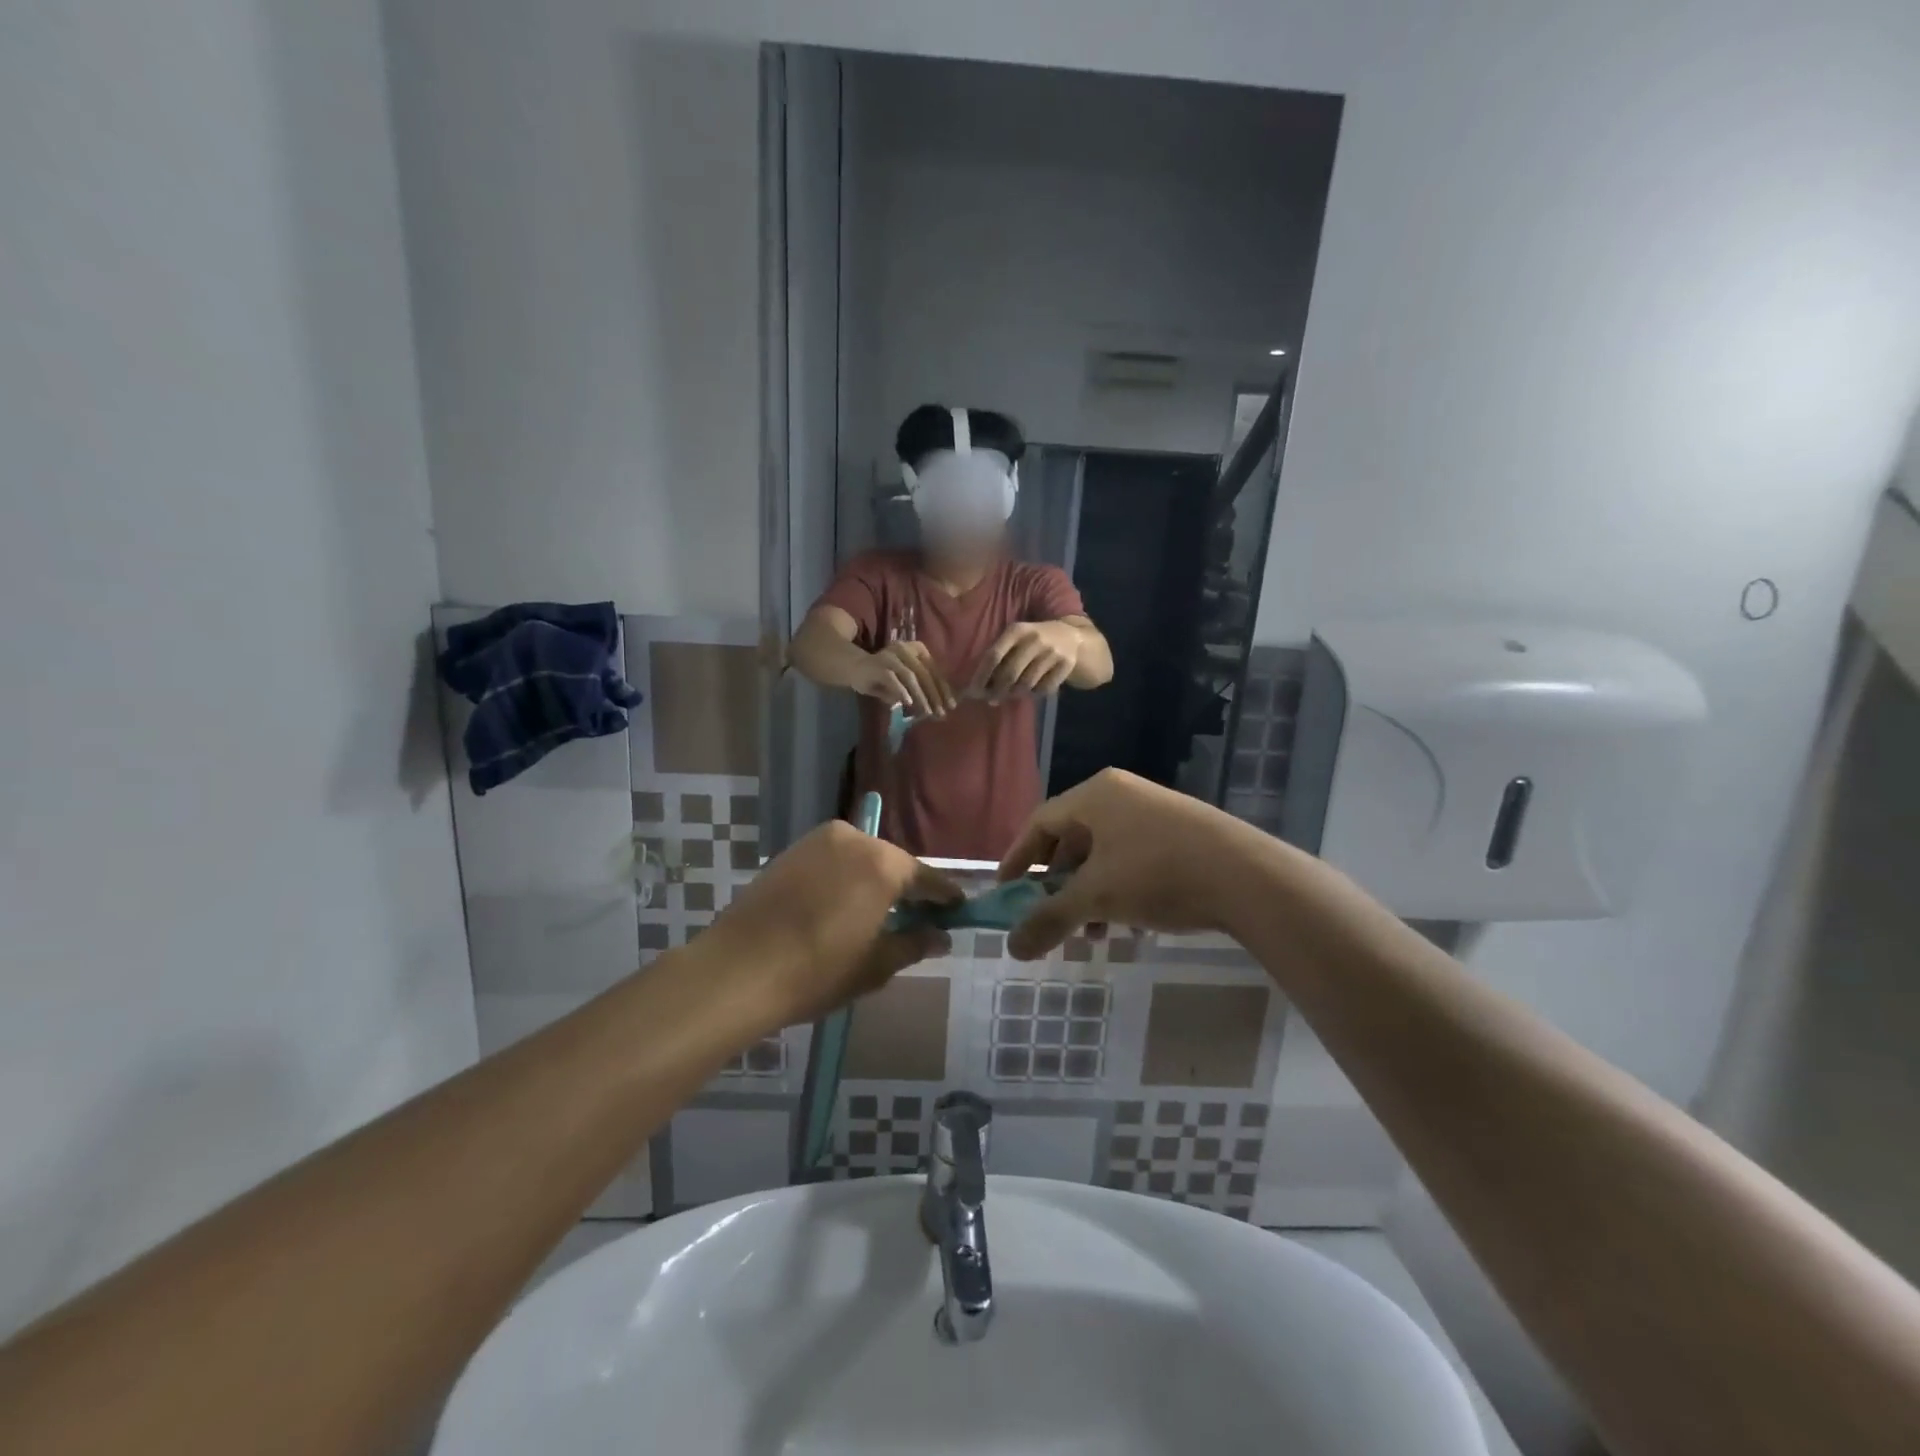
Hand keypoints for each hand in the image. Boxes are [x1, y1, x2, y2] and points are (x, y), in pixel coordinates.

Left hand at [701, 821, 962, 1028]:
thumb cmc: (817, 971)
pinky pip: (832, 860)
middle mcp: (853, 839)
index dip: (944, 895)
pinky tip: (842, 906)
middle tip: (918, 916)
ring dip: (873, 881)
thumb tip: (941, 936)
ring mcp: (817, 841)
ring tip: (879, 914)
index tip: (958, 909)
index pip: (926, 877)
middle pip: (892, 863)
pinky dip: (845, 878)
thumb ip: (914, 943)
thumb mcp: (875, 965)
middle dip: (906, 888)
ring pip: (860, 859)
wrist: (737, 970)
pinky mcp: (790, 851)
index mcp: (882, 864)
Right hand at [852, 640, 956, 716]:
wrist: (854, 667)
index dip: (943, 688)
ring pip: (911, 676)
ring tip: (928, 712)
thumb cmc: (884, 675)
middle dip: (935, 695)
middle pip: (925, 673)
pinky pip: (893, 679)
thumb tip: (939, 707)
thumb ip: (921, 689)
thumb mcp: (906, 681)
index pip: (934, 669)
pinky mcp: (878, 666)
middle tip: (941, 713)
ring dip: (921, 696)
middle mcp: (905, 649)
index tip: (951, 706)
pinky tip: (908, 704)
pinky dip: (902, 691)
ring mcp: (891, 656)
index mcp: (916, 649)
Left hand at [972, 620, 1080, 698]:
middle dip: (997, 690)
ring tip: (1011, 693)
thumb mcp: (1015, 639)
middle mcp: (1034, 639)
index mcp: (1016, 630)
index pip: (994, 656)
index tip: (973, 692)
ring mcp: (1052, 652)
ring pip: (1027, 684)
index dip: (981, 676)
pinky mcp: (1066, 665)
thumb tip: (977, 689)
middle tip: (991, 699)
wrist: (1071, 636)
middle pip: (1009, 674)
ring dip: (1015, 693)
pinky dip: (1034, 694)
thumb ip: (997, 658)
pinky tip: (1031, 690)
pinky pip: (1044, 689)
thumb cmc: (1032, 641)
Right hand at [995, 769, 1280, 959]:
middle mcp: (1122, 795)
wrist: (1247, 876)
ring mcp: (1154, 811)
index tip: (1005, 891)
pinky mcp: (1182, 832)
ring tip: (1091, 931)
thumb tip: (1011, 947)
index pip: (1040, 822)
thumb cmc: (1157, 873)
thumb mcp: (1096, 898)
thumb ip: (1050, 919)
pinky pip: (1133, 857)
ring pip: (1105, 852)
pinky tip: (1129, 922)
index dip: (1017, 858)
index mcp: (1095, 795)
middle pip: (1072, 838)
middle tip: (1048, 915)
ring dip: (1089, 892)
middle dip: (1057, 883)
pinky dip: (1120, 888)